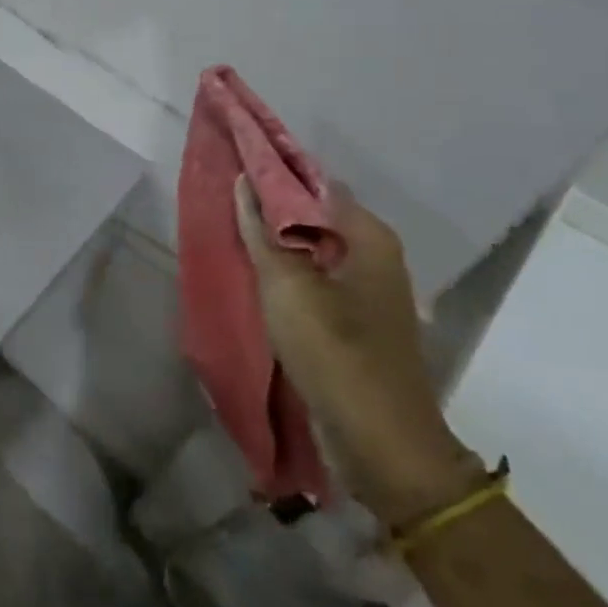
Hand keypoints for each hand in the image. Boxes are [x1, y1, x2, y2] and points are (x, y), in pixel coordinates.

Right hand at [236, 179, 485, 527]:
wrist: (380, 441)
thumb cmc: (334, 351)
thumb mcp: (287, 287)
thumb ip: (262, 232)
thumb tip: (244, 181)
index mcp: (369, 237)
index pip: (316, 184)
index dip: (276, 172)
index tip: (237, 165)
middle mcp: (375, 256)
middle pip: (316, 215)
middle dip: (273, 206)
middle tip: (227, 198)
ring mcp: (367, 291)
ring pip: (314, 249)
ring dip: (278, 241)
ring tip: (233, 229)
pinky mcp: (356, 321)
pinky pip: (316, 279)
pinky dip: (288, 270)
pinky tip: (257, 273)